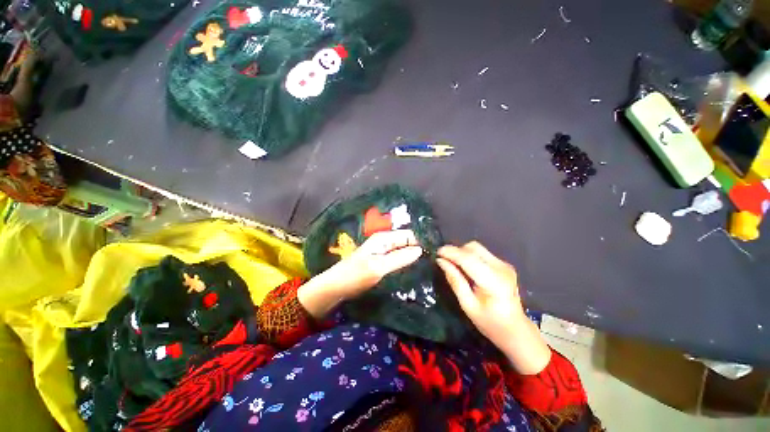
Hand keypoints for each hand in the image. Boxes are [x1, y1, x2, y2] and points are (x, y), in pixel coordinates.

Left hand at [298, 230, 422, 317]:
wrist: (335, 287)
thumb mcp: (378, 267)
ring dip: (412, 257)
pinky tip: (413, 271)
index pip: (409, 235)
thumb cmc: (355, 275)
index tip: (433, 255)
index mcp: (384, 238)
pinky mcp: (381, 261)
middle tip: (431, 263)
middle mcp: (385, 242)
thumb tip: (420, 250)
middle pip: (407, 242)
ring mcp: (383, 252)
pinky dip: (405, 263)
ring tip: (426, 268)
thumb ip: (399, 258)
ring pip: (403, 251)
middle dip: (418, 250)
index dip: (420, 243)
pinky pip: (397, 259)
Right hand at [437, 242, 550, 373]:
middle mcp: (501, 268)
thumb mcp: (468, 305)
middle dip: (456, 251)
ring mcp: (504, 265)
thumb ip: (455, 281)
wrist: (515, 329)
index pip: (469, 259)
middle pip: (473, 248)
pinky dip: (470, 256)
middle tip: (444, 261)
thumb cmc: (490, 322)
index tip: (437, 253)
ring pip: (477, 248)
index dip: (451, 253)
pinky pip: (482, 253)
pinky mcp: (503, 264)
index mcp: (494, 282)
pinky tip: (466, 268)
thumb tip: (441, 261)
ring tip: (454, 265)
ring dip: (462, 253)